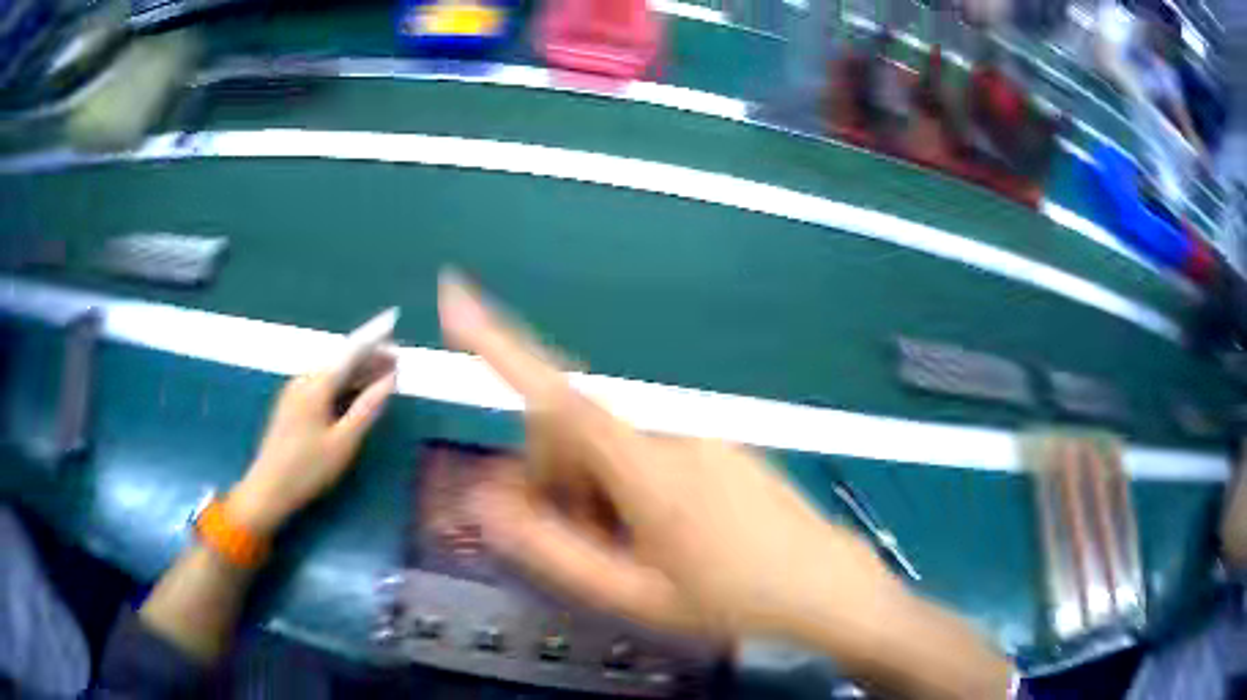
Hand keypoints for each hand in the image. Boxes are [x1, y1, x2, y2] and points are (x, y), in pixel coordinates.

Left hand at [229, 344, 396, 535]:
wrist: (268, 489)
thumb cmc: (308, 468)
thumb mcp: (344, 442)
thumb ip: (367, 408)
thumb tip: (390, 380)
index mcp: (316, 385)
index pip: (350, 352)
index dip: (373, 339)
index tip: (393, 325)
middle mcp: (304, 381)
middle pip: (340, 362)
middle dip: (368, 358)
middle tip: (396, 360)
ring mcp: (294, 392)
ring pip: (331, 374)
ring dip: (356, 373)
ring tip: (381, 375)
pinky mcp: (291, 406)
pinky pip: (322, 385)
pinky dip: (342, 385)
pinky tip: (353, 393)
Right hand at [438, 272, 901, 641]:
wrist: (824, 588)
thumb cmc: (731, 599)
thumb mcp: (634, 593)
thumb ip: (551, 549)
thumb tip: (485, 501)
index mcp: (646, 465)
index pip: (556, 391)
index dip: (499, 342)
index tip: (455, 297)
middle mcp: (669, 430)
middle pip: (574, 426)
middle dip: (553, 476)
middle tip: (582, 541)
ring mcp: (698, 432)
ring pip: (608, 442)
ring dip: (592, 490)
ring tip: (629, 549)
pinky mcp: (716, 442)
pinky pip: (644, 448)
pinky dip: (626, 485)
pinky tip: (658, 533)